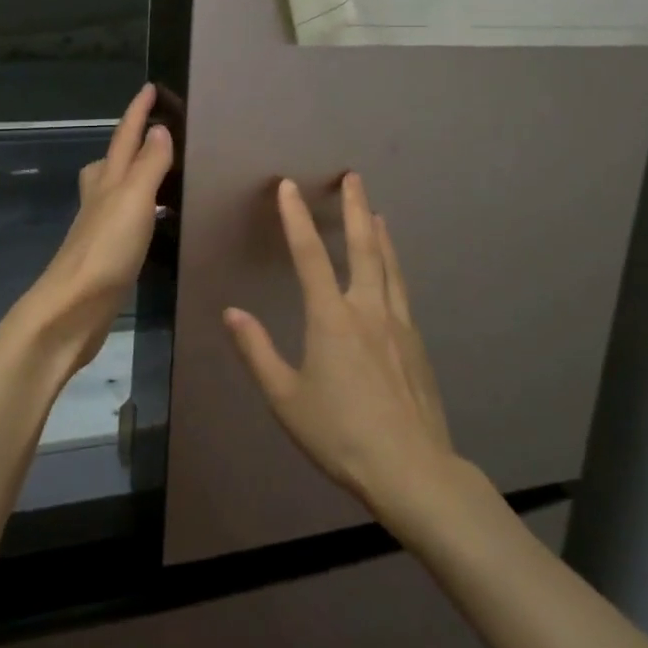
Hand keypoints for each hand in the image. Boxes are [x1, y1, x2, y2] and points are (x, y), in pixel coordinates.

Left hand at [14, 84, 172, 374]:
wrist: (73, 309)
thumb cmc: (105, 250)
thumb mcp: (133, 200)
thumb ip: (148, 165)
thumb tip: (158, 128)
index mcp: (107, 181)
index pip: (124, 137)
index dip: (136, 112)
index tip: (149, 88)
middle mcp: (100, 199)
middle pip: (111, 161)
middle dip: (128, 142)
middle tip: (152, 130)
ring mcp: (100, 228)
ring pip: (116, 190)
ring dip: (133, 176)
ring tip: (159, 173)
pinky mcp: (106, 255)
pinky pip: (126, 219)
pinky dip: (139, 210)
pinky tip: (152, 223)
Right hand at [223, 172, 455, 516]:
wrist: (412, 470)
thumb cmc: (340, 434)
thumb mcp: (286, 398)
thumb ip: (257, 351)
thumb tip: (231, 313)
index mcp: (331, 318)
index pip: (310, 255)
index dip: (297, 218)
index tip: (289, 186)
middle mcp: (368, 310)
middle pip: (363, 247)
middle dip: (355, 208)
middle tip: (353, 177)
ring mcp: (398, 325)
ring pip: (389, 266)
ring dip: (380, 234)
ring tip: (376, 212)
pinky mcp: (416, 344)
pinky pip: (401, 290)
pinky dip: (393, 266)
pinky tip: (392, 271)